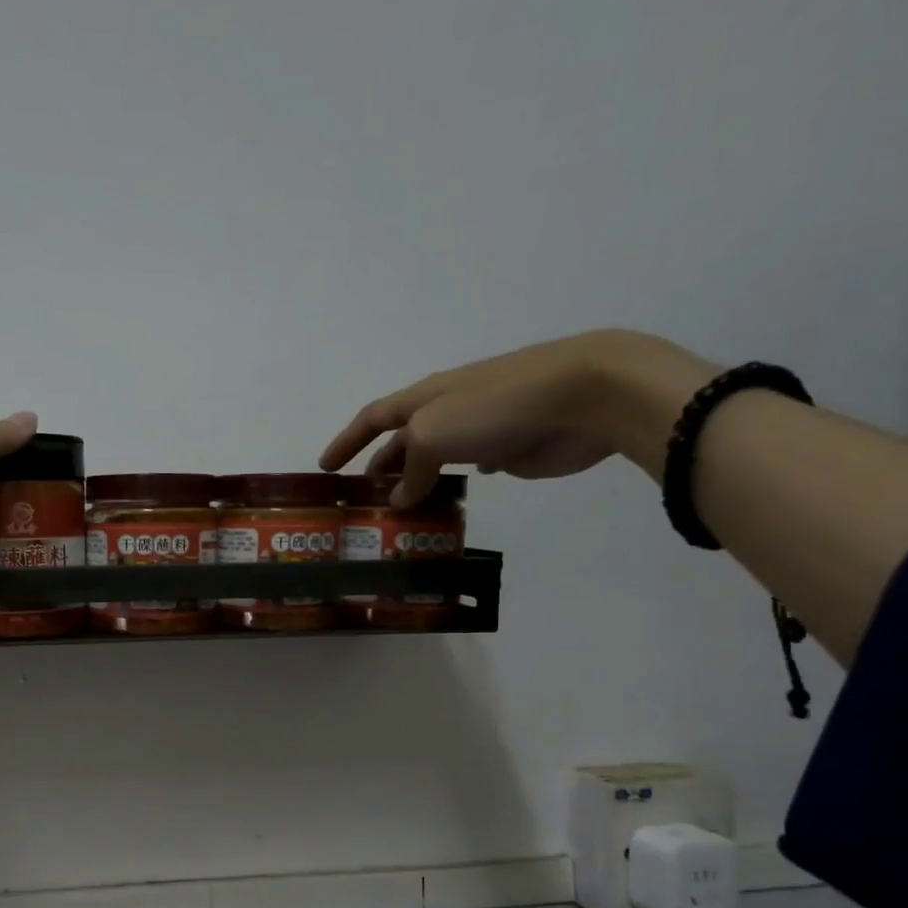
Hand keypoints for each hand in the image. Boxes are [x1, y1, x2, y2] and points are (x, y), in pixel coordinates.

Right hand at [318, 330, 719, 504]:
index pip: (372, 418)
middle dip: (379, 466)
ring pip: (435, 458)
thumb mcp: (433, 436)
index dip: (346, 441)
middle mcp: (447, 410)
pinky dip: (453, 483)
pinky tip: (448, 500)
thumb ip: (411, 470)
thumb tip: (401, 498)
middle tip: (364, 499)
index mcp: (424, 398)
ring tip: (400, 512)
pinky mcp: (510, 449)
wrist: (583, 395)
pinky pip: (469, 468)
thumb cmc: (495, 407)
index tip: (324, 468)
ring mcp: (480, 428)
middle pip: (402, 439)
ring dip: (415, 481)